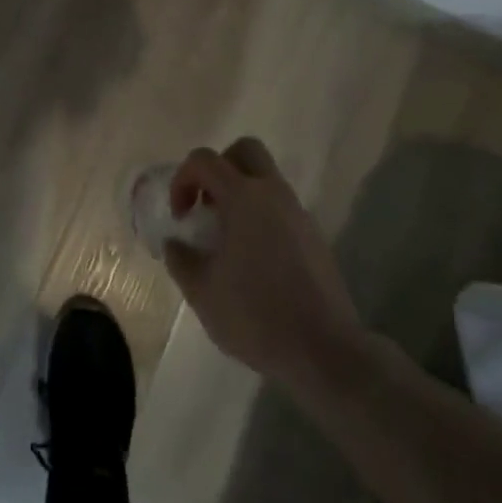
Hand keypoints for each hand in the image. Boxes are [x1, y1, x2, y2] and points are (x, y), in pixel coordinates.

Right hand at [163, 137, 362, 388]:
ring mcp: (298, 214)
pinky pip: (280, 209)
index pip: (205, 160)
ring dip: (240, 194)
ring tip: (226, 238)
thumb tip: (176, 243)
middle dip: (219, 168)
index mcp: (243, 198)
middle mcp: (273, 194)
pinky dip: (261, 217)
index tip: (180, 215)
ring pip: (266, 180)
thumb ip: (181, 259)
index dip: (183, 179)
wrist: (325, 351)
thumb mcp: (202, 292)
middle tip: (207, 205)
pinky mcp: (314, 237)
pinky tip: (253, 259)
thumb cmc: (256, 315)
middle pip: (245, 151)